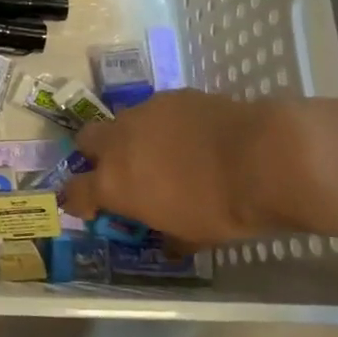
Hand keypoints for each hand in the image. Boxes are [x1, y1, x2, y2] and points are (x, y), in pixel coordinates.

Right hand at [59, 90, 308, 246]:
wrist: (262, 158)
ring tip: (163, 153)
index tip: (90, 207)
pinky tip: (192, 136)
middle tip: (122, 171)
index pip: (75, 191)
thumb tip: (167, 241)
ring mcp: (143, 113)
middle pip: (86, 140)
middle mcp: (118, 142)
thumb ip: (169, 234)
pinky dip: (165, 124)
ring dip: (132, 138)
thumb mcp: (193, 237)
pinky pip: (156, 111)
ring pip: (122, 121)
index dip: (79, 200)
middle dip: (96, 154)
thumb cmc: (223, 209)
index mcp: (113, 183)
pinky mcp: (171, 96)